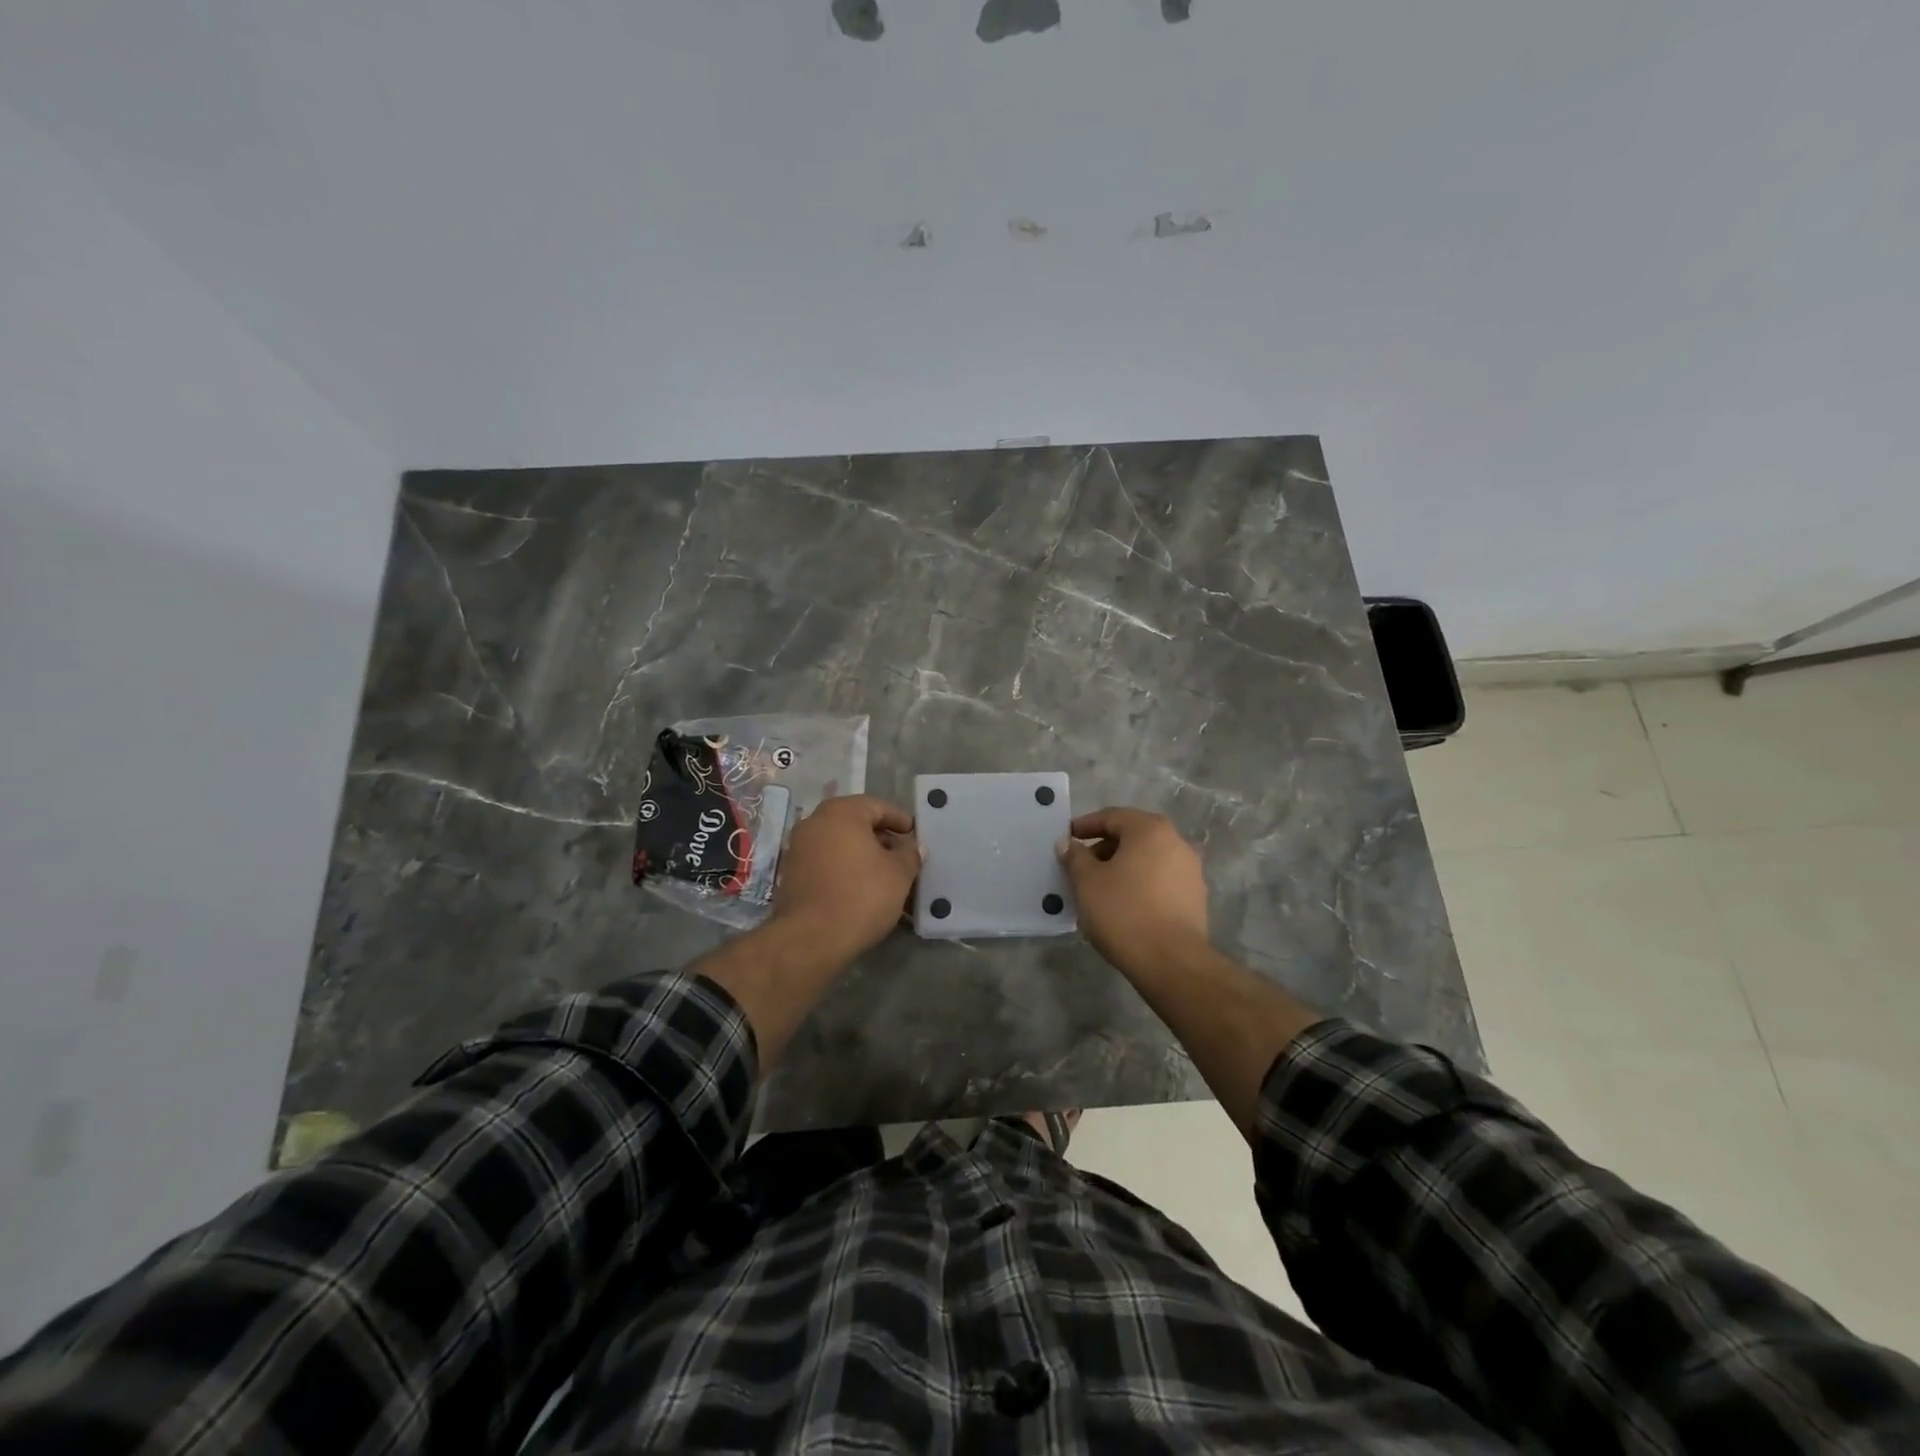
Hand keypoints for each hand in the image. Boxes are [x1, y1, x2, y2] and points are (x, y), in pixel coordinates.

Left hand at [770, 794, 920, 960]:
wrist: (811, 938)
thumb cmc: (861, 896)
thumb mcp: (899, 874)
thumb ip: (909, 854)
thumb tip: (913, 847)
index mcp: (841, 813)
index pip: (876, 806)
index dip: (899, 819)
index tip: (915, 833)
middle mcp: (815, 822)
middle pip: (855, 822)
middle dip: (880, 836)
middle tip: (902, 853)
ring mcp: (798, 847)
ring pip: (839, 842)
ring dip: (862, 853)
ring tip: (885, 873)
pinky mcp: (792, 873)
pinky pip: (825, 860)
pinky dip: (844, 866)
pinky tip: (861, 886)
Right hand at [1057, 808, 1210, 980]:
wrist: (1172, 962)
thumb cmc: (1124, 912)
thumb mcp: (1087, 882)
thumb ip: (1075, 857)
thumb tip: (1067, 843)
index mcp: (1150, 830)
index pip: (1112, 816)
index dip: (1085, 825)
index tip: (1067, 839)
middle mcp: (1176, 842)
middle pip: (1132, 836)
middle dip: (1104, 848)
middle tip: (1080, 866)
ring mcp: (1190, 871)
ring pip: (1147, 859)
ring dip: (1122, 867)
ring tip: (1099, 889)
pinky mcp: (1195, 898)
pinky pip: (1160, 880)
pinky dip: (1139, 884)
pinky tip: (1123, 905)